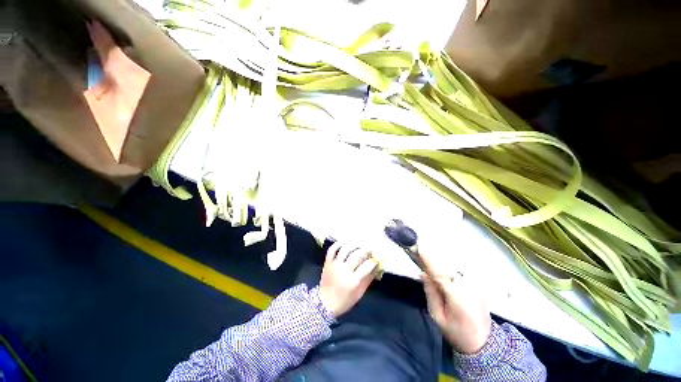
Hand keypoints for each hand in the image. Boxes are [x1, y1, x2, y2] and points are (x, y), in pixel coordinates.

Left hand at [319, 242, 377, 317]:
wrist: (325, 303)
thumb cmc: (344, 300)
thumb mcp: (359, 293)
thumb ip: (368, 280)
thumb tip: (377, 268)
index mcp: (353, 281)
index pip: (366, 266)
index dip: (373, 261)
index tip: (377, 258)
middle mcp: (343, 270)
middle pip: (356, 256)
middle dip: (365, 250)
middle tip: (370, 248)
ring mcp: (334, 265)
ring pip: (345, 250)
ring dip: (353, 245)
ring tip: (359, 243)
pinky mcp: (327, 262)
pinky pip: (332, 249)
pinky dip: (338, 244)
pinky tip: (345, 242)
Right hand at [421, 254, 491, 353]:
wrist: (485, 343)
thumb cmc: (457, 333)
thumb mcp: (438, 317)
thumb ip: (431, 294)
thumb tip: (424, 273)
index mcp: (458, 297)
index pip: (441, 273)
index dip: (429, 259)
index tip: (418, 247)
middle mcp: (468, 286)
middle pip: (446, 267)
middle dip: (432, 259)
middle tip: (418, 253)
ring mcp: (475, 284)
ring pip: (452, 267)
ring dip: (439, 263)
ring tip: (428, 263)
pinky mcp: (478, 283)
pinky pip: (458, 272)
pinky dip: (448, 269)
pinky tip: (442, 273)